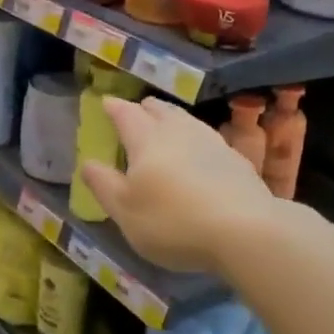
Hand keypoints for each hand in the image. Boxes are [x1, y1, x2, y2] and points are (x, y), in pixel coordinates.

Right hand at [78, 97, 271, 274]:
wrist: (246, 231)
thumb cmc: (173, 221)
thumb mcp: (125, 211)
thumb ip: (103, 185)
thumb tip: (87, 163)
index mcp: (146, 139)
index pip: (126, 113)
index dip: (113, 107)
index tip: (106, 103)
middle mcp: (178, 131)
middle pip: (159, 109)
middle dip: (144, 109)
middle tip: (136, 113)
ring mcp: (211, 141)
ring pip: (185, 120)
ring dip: (171, 120)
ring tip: (166, 127)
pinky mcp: (235, 159)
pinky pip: (207, 138)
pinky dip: (195, 140)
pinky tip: (199, 154)